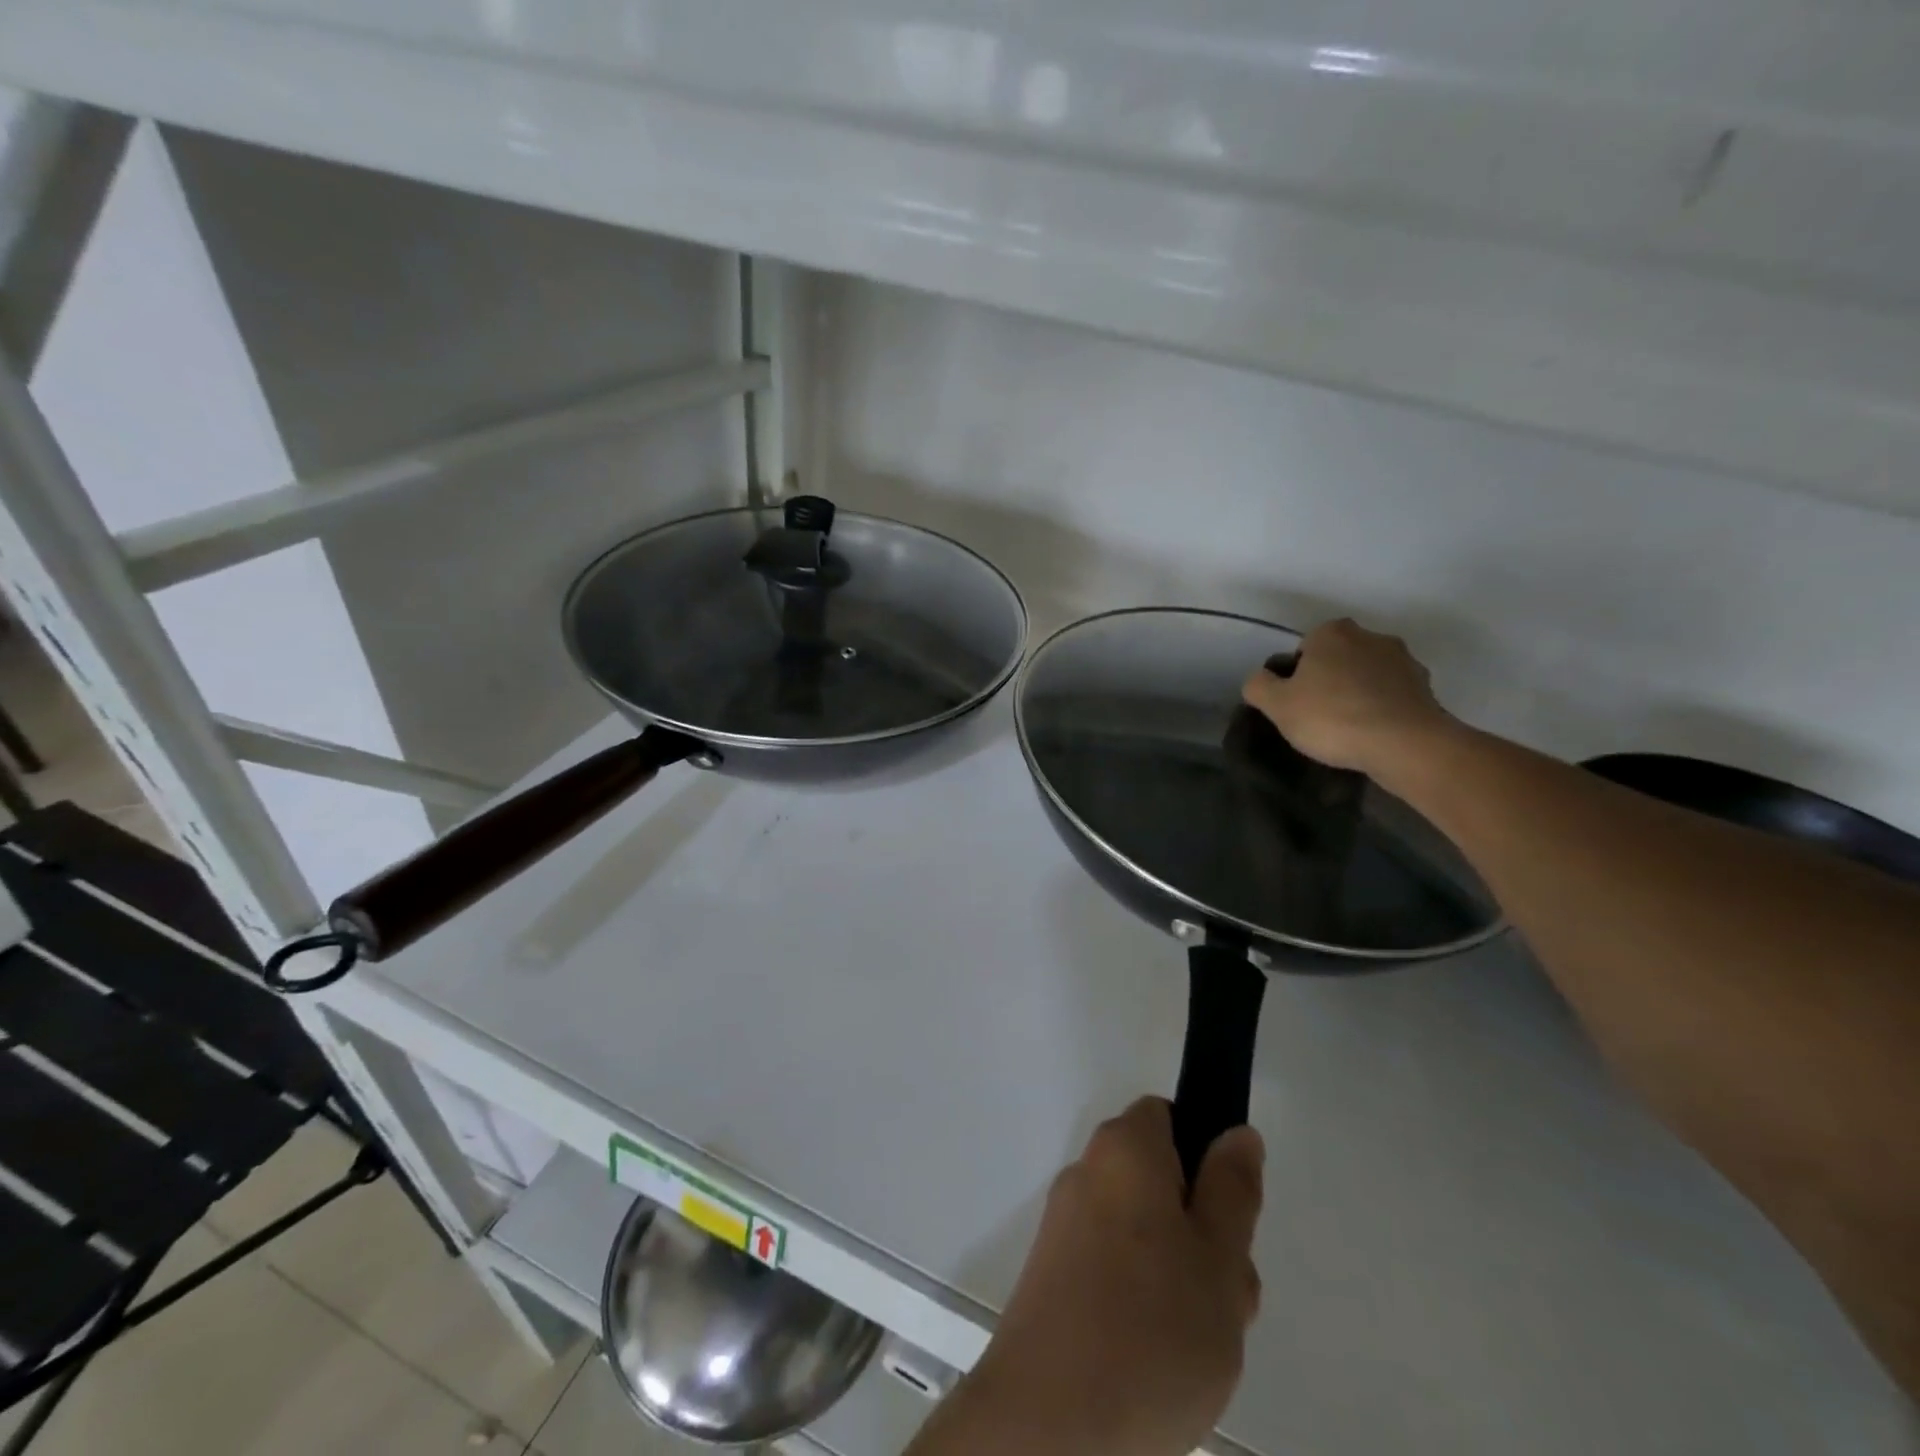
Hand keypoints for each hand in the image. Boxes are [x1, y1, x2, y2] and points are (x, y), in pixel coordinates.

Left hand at [923, 1099, 1263, 1455]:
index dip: (1206, 1157)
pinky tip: (1162, 1361)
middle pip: (1161, 1181)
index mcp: (1124, 1150)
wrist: (1049, 1424)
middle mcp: (1088, 1173)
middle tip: (1225, 1296)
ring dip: (1182, 1276)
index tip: (1230, 1217)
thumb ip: (1232, 1189)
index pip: (1169, 1117)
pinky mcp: (1054, 1276)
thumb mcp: (1219, 1259)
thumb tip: (1236, 1132)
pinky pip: (1114, 1268)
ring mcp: (1066, 1226)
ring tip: (1201, 1344)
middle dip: (1202, 1230)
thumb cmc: (1151, 1331)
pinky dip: (1145, 1301)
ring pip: (1144, 1233)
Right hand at [1242, 618, 1456, 784]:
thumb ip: (1258, 685)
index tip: (1297, 701)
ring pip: (1368, 675)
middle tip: (1319, 715)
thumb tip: (1260, 679)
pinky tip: (1373, 733)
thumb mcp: (1277, 705)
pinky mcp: (1426, 687)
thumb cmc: (1333, 717)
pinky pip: (1392, 694)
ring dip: (1358, 692)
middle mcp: (1371, 636)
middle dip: (1330, 679)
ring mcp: (1404, 660)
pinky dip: (1382, 708)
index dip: (1297, 674)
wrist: (1404, 744)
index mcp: (1332, 633)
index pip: (1305, 647)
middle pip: (1339, 658)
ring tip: (1349, 728)